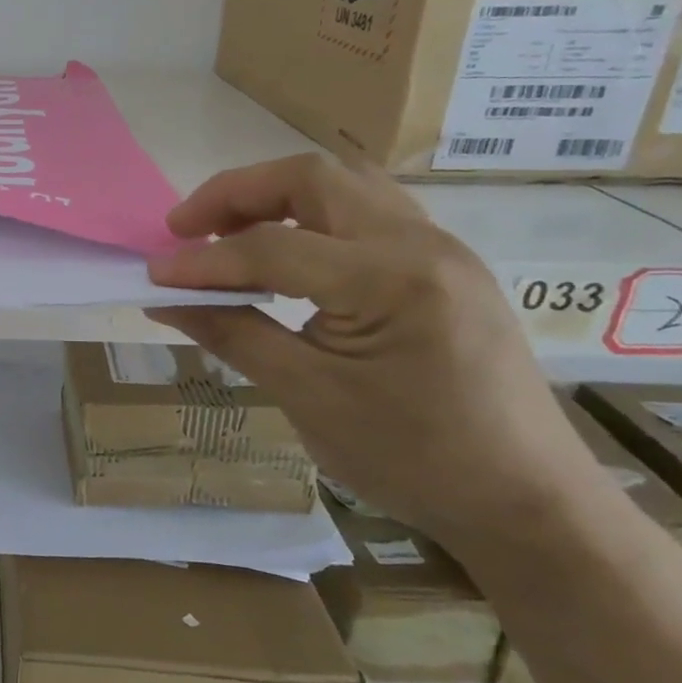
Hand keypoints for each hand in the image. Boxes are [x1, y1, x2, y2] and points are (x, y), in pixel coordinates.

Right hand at [145, 154, 596, 548]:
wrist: (528, 504)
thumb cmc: (414, 457)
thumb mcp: (308, 396)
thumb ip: (231, 333)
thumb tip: (165, 299)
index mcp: (392, 278)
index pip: (272, 246)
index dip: (203, 261)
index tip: (154, 276)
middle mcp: (422, 244)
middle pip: (311, 178)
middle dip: (237, 194)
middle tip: (186, 229)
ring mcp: (440, 250)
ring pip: (343, 186)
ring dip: (275, 198)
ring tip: (227, 234)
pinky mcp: (445, 268)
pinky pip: (366, 214)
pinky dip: (311, 218)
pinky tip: (285, 255)